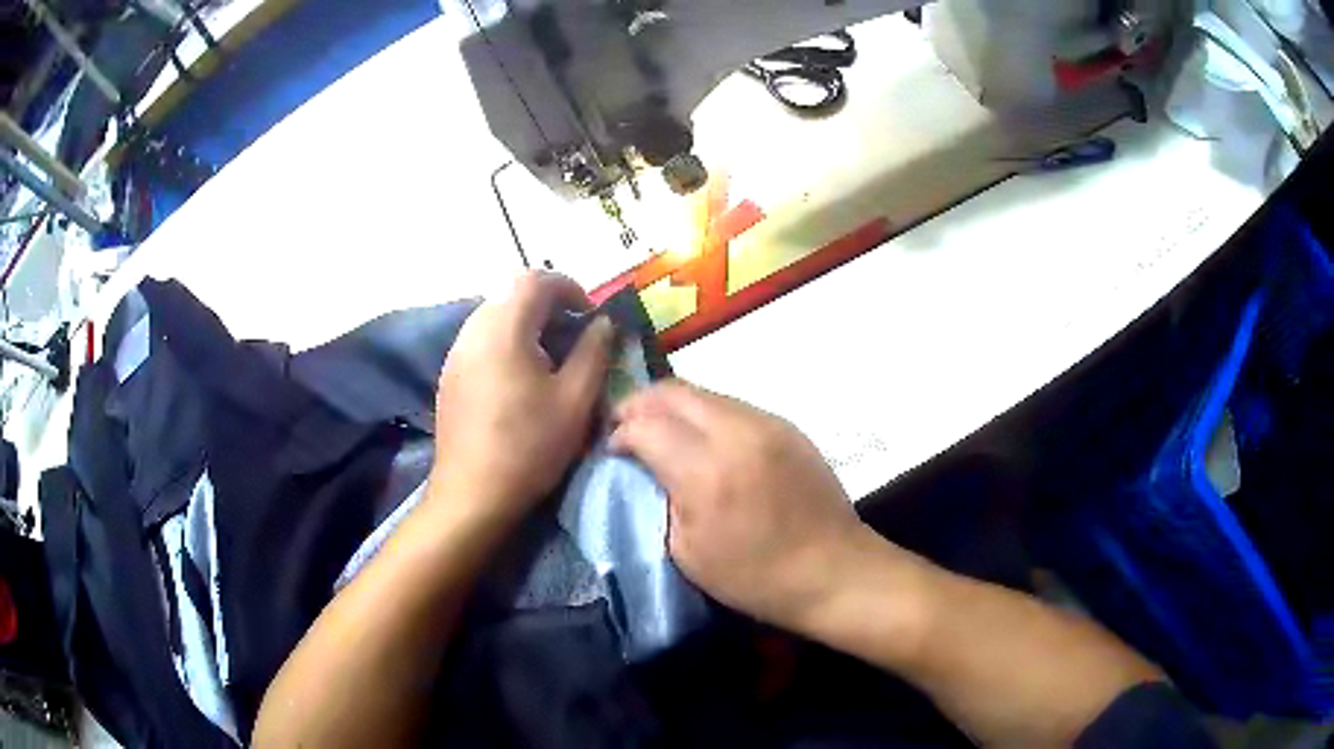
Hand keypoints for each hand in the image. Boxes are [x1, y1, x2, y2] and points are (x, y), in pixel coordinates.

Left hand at [431, 271, 613, 532]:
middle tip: (573, 338)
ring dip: (526, 326)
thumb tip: (603, 323)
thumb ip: (594, 351)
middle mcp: (473, 330)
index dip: (569, 288)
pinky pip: (480, 341)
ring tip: (549, 361)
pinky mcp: (448, 376)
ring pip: (494, 318)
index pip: (535, 279)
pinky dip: (505, 344)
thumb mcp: (575, 400)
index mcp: (504, 328)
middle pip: (511, 295)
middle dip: (548, 306)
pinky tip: (519, 381)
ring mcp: (455, 354)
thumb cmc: (529, 446)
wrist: (472, 495)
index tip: (590, 316)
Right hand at [610, 380, 869, 634]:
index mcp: (707, 472)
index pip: (645, 425)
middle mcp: (737, 433)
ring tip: (661, 431)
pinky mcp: (787, 425)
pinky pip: (732, 405)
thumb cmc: (756, 576)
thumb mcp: (688, 552)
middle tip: (624, 427)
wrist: (833, 570)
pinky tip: (701, 439)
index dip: (619, 433)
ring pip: (703, 392)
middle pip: (673, 392)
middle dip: (639, 404)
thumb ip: (661, 497)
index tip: (611, 450)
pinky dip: (704, 413)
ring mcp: (767, 423)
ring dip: (673, 406)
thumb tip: (647, 465)